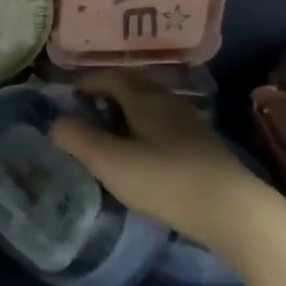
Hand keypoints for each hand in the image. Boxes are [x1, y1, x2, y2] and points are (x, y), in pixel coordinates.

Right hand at [50, 69, 261, 246]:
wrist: (229, 209)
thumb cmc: (162, 179)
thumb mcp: (108, 160)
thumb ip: (76, 138)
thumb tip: (57, 123)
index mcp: (144, 97)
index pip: (111, 76)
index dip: (86, 82)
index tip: (68, 98)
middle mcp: (168, 101)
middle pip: (133, 87)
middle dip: (106, 95)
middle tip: (85, 114)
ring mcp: (190, 123)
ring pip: (150, 107)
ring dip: (126, 114)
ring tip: (109, 136)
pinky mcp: (202, 146)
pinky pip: (164, 126)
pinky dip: (144, 130)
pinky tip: (141, 154)